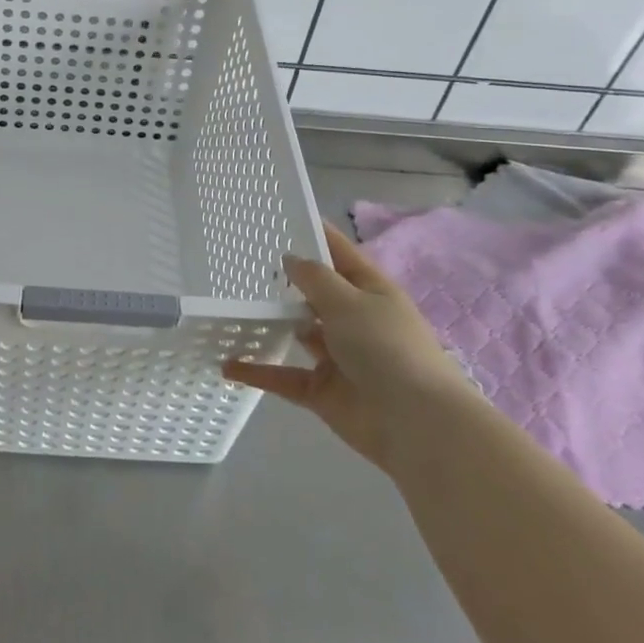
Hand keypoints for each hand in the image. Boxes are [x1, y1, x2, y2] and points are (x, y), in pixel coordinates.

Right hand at [223, 220, 467, 467]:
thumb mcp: (349, 301)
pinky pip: (285, 376)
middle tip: (240, 265)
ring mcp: (337, 357)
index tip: (280, 219)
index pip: (338, 254)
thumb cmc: (386, 347)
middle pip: (314, 295)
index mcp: (370, 291)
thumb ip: (314, 278)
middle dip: (285, 282)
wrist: (415, 423)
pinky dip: (259, 372)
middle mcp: (354, 320)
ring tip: (230, 309)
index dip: (314, 235)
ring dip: (271, 325)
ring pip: (297, 334)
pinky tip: (228, 365)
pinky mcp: (322, 391)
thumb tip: (290, 258)